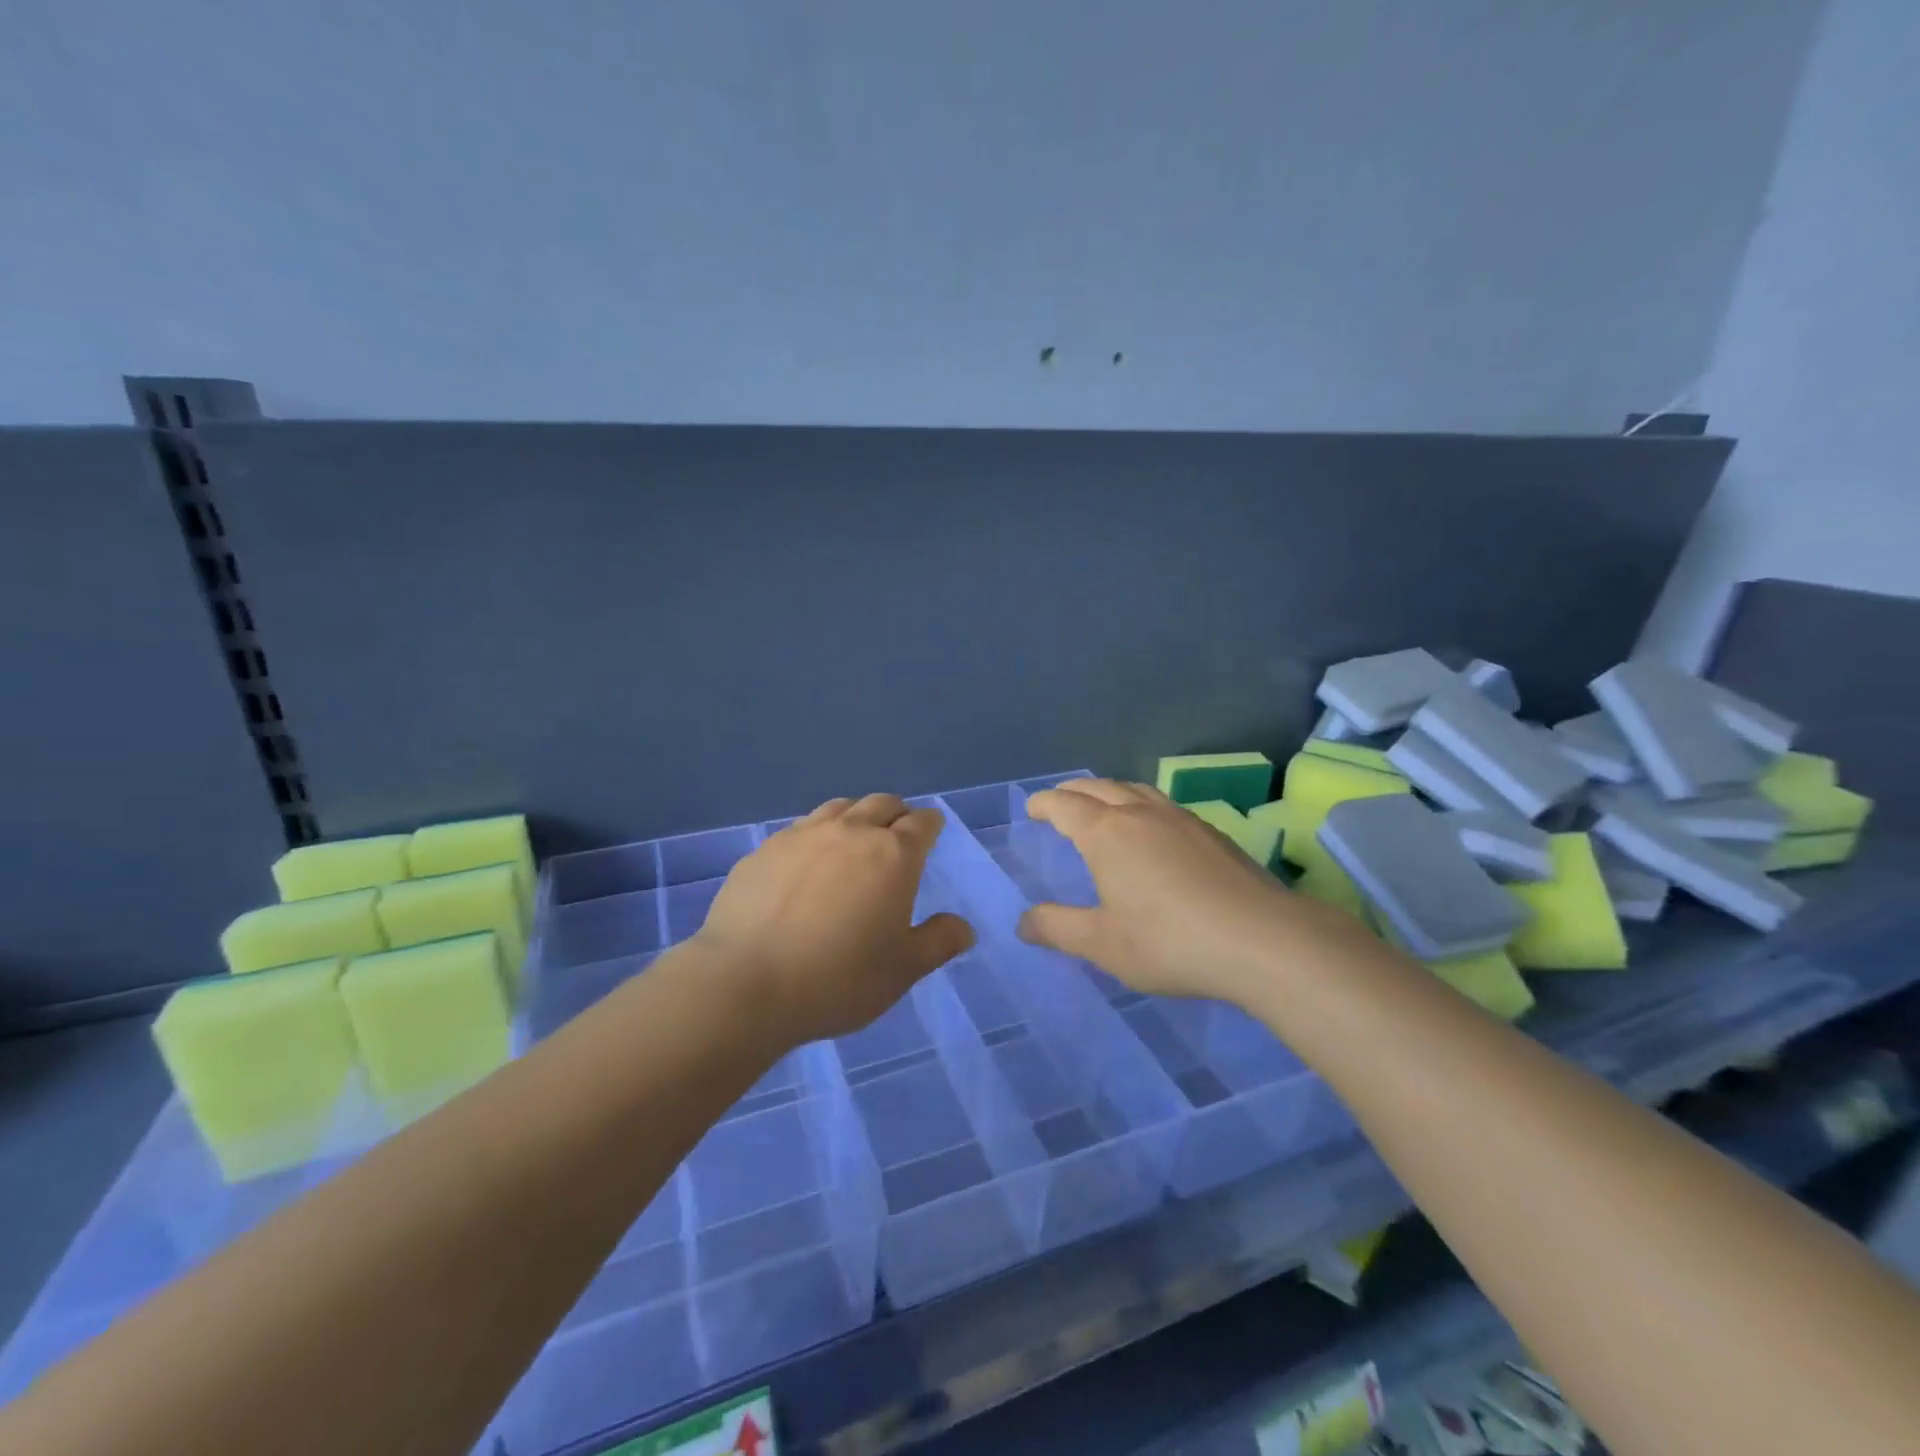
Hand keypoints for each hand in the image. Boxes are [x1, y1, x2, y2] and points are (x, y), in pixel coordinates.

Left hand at [695, 793, 974, 1044]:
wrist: (746, 983)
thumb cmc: (837, 979)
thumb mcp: (901, 971)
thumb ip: (937, 943)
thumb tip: (965, 928)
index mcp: (893, 855)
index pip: (921, 822)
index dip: (930, 824)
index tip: (932, 829)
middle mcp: (851, 832)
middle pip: (882, 803)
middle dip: (896, 813)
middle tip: (898, 834)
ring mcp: (803, 835)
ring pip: (839, 807)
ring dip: (855, 816)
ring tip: (853, 840)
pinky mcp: (765, 849)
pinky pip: (801, 828)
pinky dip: (816, 835)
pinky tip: (806, 863)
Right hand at [1016, 779, 1368, 1004]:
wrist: (1261, 939)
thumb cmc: (1169, 941)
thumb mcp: (1102, 943)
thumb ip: (1058, 928)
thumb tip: (1023, 922)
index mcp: (1106, 833)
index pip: (1064, 805)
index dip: (1044, 804)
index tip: (1032, 809)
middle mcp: (1140, 814)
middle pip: (1098, 788)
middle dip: (1072, 792)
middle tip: (1059, 803)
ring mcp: (1180, 818)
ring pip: (1134, 789)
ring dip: (1109, 792)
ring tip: (1103, 807)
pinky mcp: (1211, 832)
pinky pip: (1162, 804)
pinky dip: (1141, 805)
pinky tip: (1153, 830)